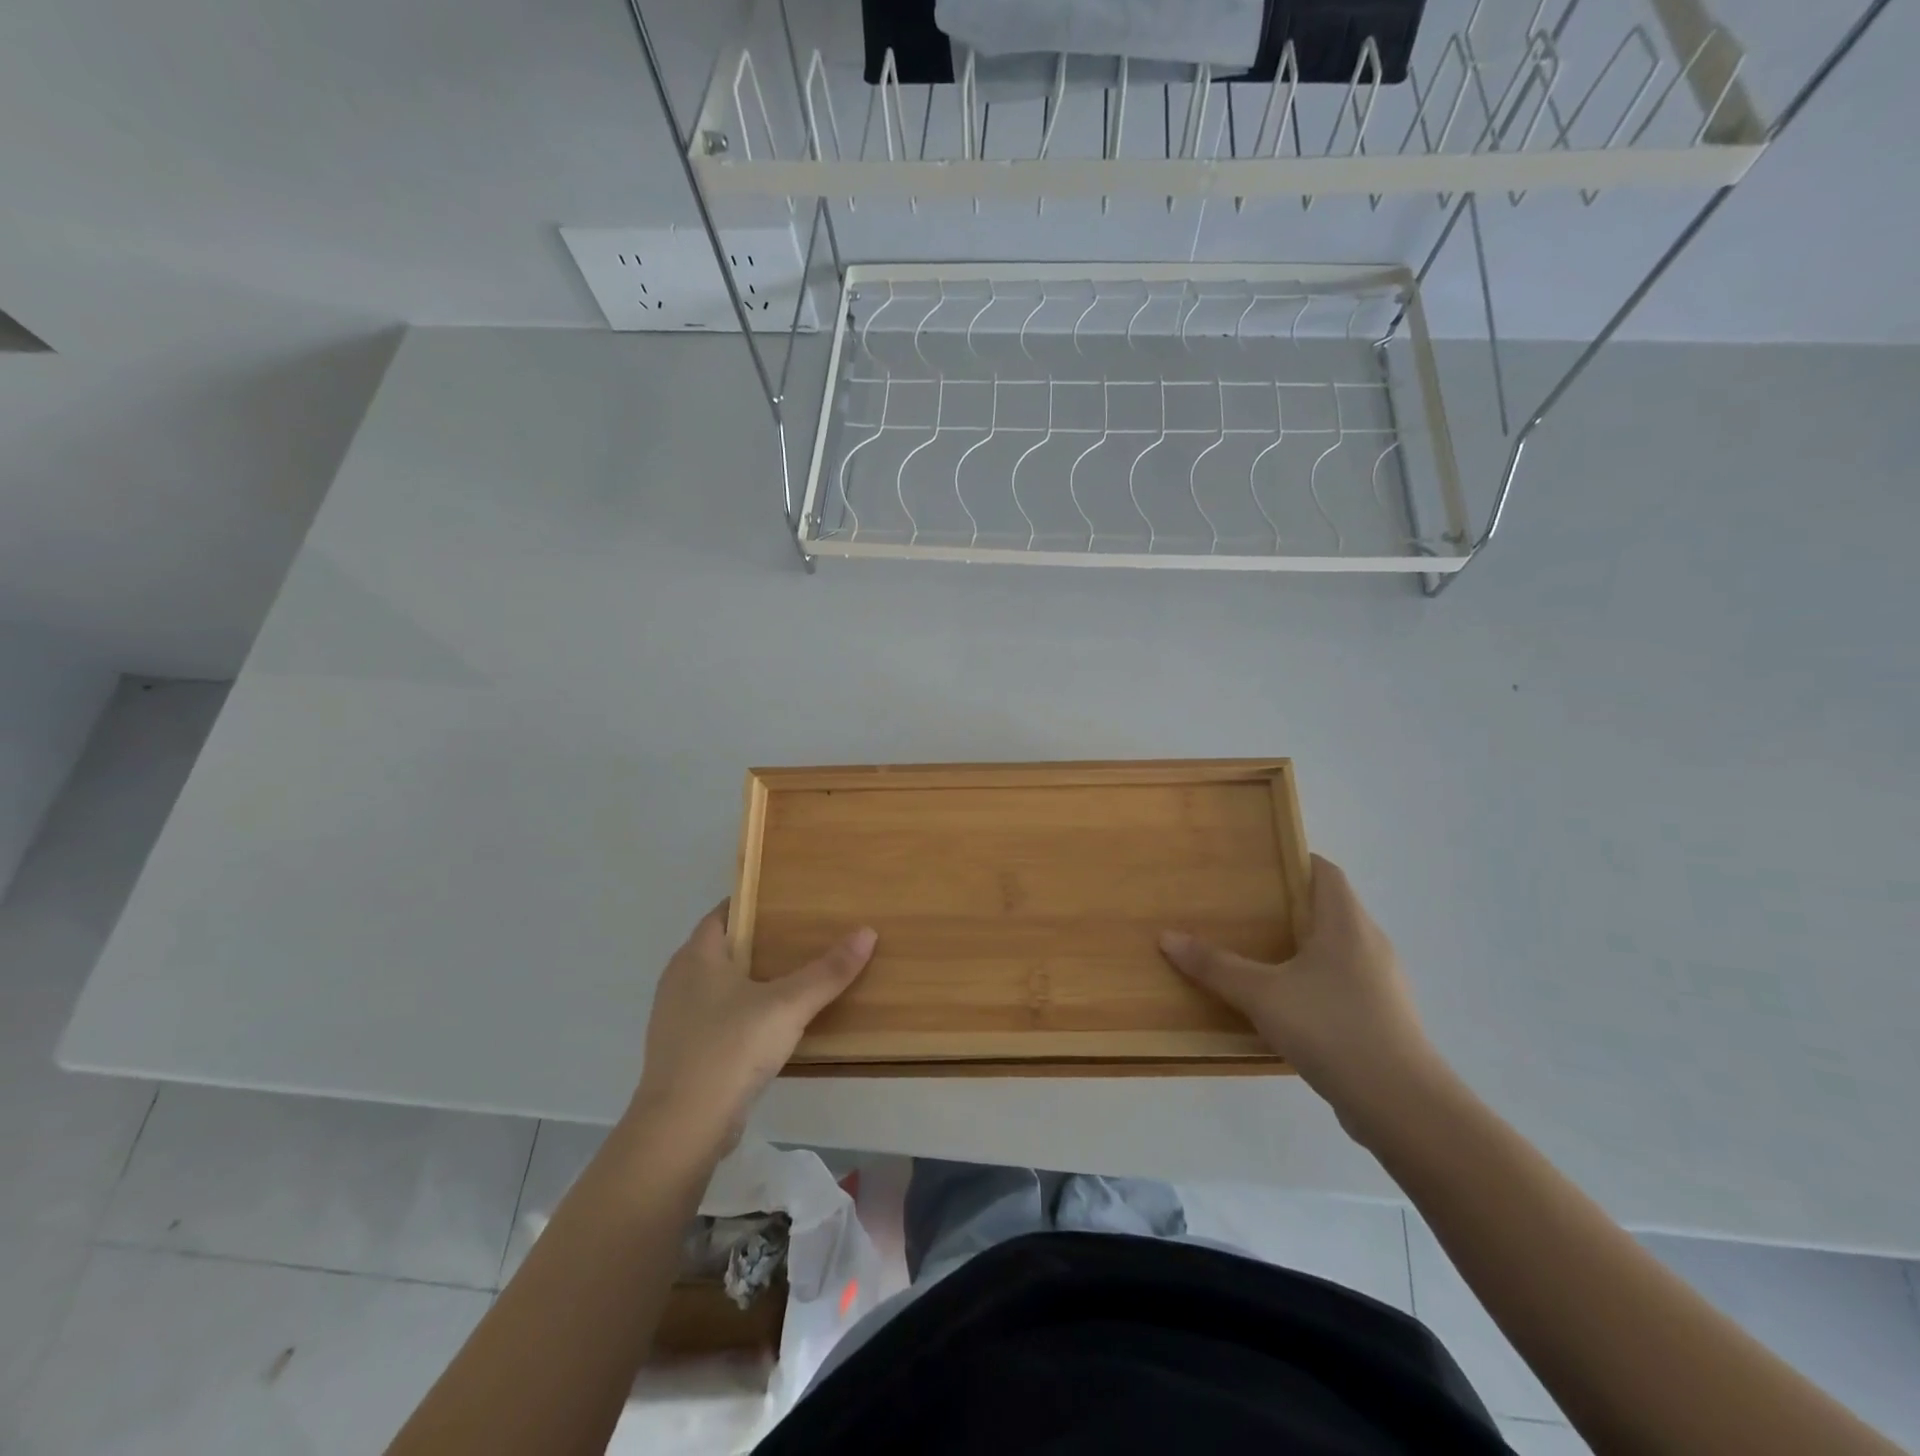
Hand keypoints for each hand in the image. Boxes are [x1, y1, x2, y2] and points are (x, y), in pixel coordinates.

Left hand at [630, 901, 876, 1149]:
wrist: (682, 1128)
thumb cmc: (730, 1049)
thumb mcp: (788, 1005)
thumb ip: (828, 971)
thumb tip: (867, 932)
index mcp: (696, 956)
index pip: (723, 913)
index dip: (753, 903)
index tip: (788, 900)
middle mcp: (679, 980)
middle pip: (722, 947)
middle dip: (758, 941)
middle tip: (801, 936)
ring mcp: (676, 1019)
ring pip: (718, 985)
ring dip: (750, 980)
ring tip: (793, 977)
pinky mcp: (682, 1053)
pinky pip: (716, 1017)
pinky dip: (741, 1012)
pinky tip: (770, 1024)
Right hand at [1159, 855, 1443, 1134]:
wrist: (1402, 1105)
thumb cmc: (1332, 1028)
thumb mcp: (1262, 995)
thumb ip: (1216, 966)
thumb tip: (1167, 937)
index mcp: (1347, 924)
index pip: (1326, 872)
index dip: (1295, 861)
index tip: (1257, 865)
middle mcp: (1370, 944)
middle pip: (1330, 908)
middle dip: (1289, 906)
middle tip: (1244, 909)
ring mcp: (1382, 983)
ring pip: (1337, 949)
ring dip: (1302, 947)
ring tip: (1257, 954)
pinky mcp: (1383, 1018)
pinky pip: (1343, 983)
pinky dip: (1314, 981)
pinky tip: (1285, 1003)